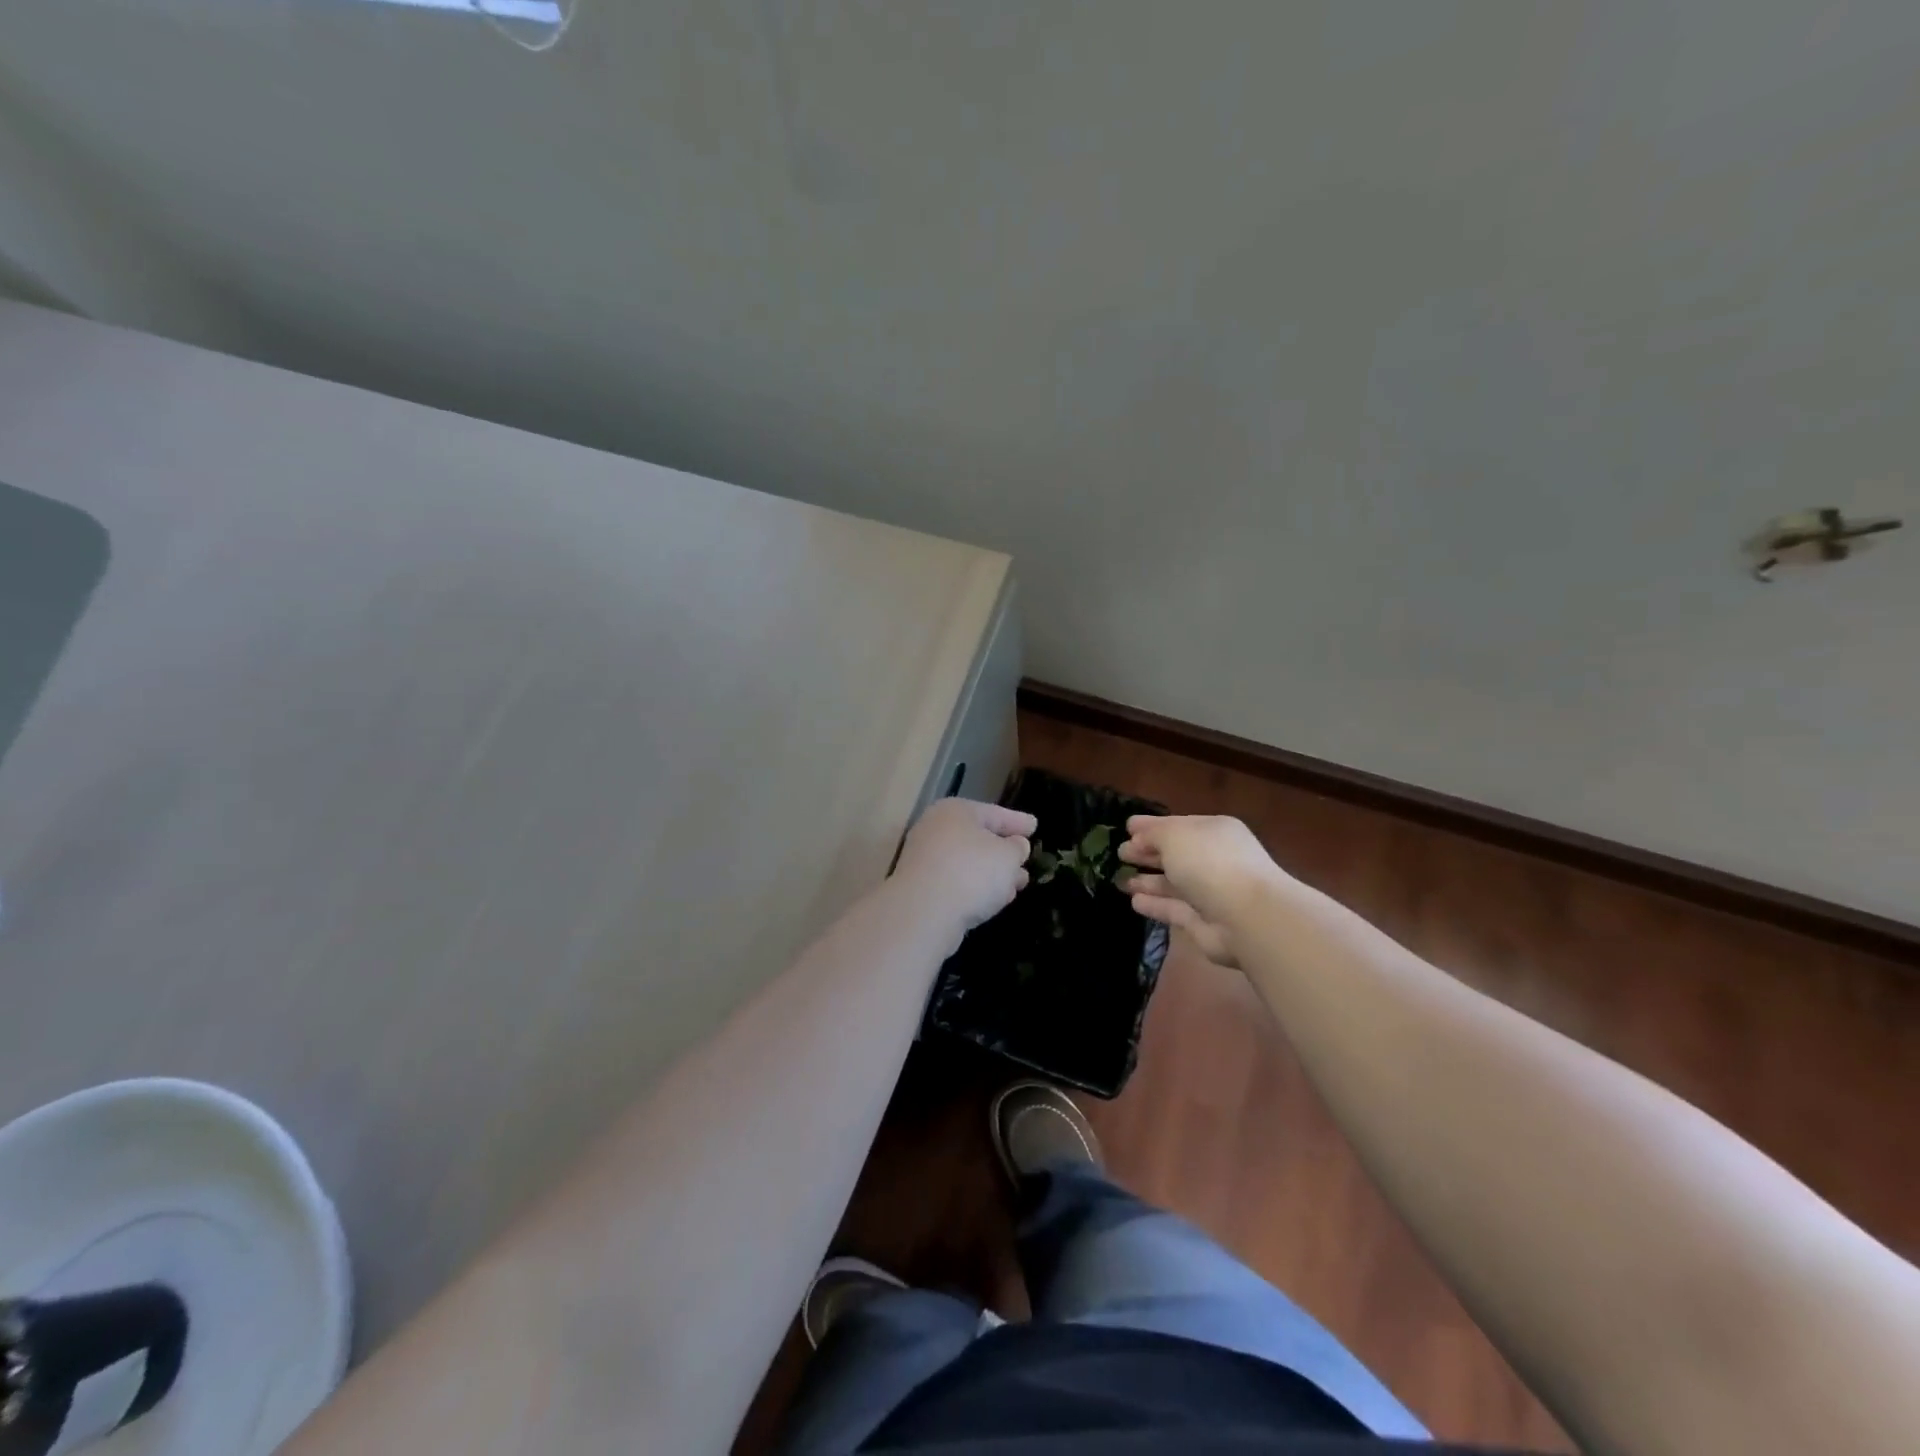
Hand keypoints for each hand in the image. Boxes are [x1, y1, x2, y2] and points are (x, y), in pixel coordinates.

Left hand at [892, 798, 1036, 933]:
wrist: (924, 912)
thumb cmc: (971, 872)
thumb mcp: (1008, 856)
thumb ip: (1017, 848)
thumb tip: (1016, 846)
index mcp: (956, 811)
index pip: (994, 812)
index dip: (1018, 821)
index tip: (1035, 826)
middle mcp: (936, 829)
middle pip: (979, 838)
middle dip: (1006, 852)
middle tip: (1027, 859)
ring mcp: (925, 859)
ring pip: (969, 862)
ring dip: (994, 874)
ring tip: (1018, 885)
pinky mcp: (921, 887)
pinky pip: (957, 882)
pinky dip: (977, 888)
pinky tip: (995, 901)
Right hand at [1119, 814, 1290, 969]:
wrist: (1247, 916)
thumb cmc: (1209, 863)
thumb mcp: (1174, 835)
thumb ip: (1152, 833)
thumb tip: (1138, 838)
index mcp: (1213, 831)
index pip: (1178, 825)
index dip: (1151, 827)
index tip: (1126, 828)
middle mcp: (1214, 859)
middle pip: (1175, 854)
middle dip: (1147, 853)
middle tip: (1120, 854)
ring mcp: (1210, 892)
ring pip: (1173, 883)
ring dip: (1148, 881)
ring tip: (1120, 880)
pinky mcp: (1203, 922)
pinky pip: (1174, 909)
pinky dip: (1155, 904)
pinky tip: (1134, 902)